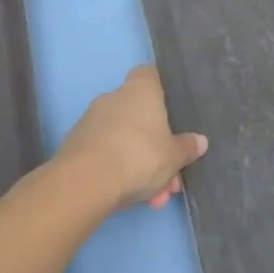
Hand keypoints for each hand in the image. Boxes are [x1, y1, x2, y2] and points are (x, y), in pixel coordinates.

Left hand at [52, 67, 207, 212]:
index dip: (160, 88)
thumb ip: (187, 147)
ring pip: (123, 140)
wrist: (84, 184)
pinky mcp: (74, 147)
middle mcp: (113, 99)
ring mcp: (90, 122)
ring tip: (152, 197)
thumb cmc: (139, 156)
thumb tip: (199, 141)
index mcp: (140, 91)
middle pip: (139, 115)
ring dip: (138, 164)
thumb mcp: (174, 156)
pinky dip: (117, 172)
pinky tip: (129, 197)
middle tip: (168, 174)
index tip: (170, 108)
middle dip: (155, 145)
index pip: (149, 74)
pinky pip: (104, 155)